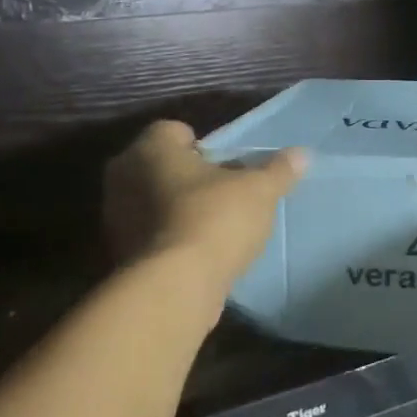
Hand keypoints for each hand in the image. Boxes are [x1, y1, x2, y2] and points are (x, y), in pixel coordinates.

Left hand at [103, 121, 306, 292]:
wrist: (175, 286)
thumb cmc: (215, 218)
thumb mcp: (259, 190)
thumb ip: (278, 170)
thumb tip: (302, 154)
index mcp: (151, 148)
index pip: (174, 131)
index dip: (202, 145)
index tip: (226, 165)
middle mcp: (123, 175)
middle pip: (160, 165)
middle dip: (187, 175)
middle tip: (222, 192)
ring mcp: (115, 217)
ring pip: (151, 200)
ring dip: (175, 208)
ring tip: (211, 225)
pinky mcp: (118, 253)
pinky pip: (149, 233)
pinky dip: (169, 237)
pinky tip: (196, 252)